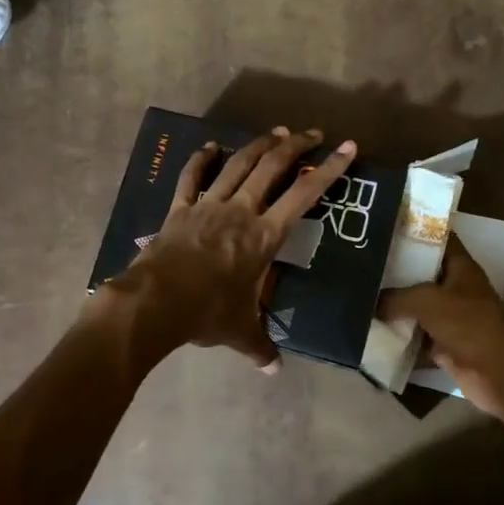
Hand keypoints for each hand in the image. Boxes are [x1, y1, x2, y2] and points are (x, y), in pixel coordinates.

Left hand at [103, 126, 356, 370]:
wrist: (156, 302)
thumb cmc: (207, 313)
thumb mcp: (240, 332)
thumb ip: (261, 348)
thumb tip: (274, 371)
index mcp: (264, 236)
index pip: (304, 195)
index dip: (330, 169)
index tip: (347, 147)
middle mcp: (241, 211)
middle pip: (272, 167)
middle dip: (295, 146)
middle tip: (312, 133)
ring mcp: (208, 206)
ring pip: (237, 165)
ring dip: (258, 145)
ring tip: (275, 133)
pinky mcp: (179, 209)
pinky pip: (191, 178)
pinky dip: (201, 159)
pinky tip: (210, 146)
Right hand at [380, 236, 503, 417]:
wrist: (495, 372)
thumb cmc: (467, 323)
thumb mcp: (426, 300)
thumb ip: (396, 297)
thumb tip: (371, 302)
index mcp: (460, 267)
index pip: (438, 238)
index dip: (415, 230)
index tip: (385, 226)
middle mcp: (456, 289)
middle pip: (423, 274)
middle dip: (396, 271)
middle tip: (363, 263)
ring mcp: (451, 318)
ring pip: (417, 308)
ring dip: (394, 308)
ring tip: (361, 295)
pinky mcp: (444, 345)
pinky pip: (416, 338)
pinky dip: (399, 339)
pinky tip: (371, 332)